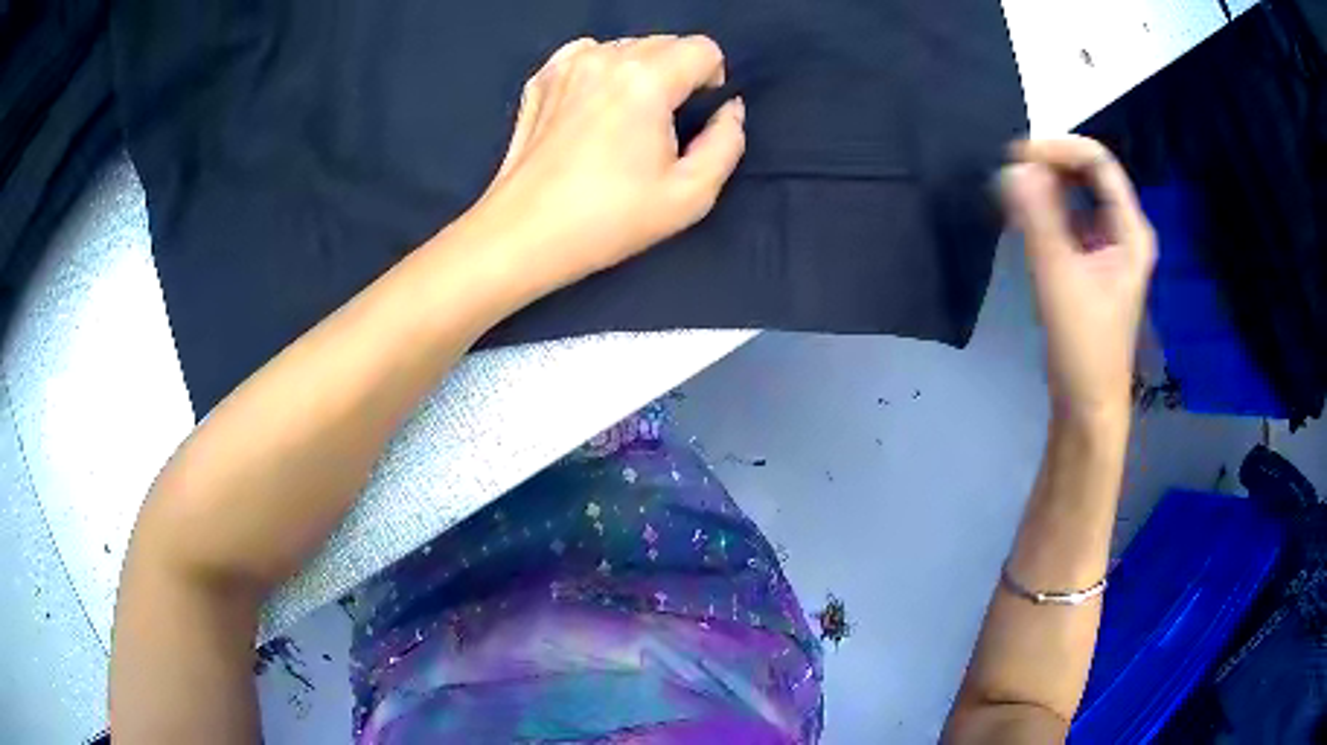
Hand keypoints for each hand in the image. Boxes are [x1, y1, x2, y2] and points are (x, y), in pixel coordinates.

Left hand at [468, 35, 745, 292]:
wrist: (523, 235)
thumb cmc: (608, 219)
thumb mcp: (690, 195)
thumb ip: (727, 143)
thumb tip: (730, 110)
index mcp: (646, 79)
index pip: (703, 48)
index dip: (712, 79)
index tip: (697, 115)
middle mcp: (606, 57)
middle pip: (665, 42)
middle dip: (678, 74)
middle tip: (663, 125)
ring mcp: (567, 64)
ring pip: (626, 47)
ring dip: (640, 72)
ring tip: (626, 118)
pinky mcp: (541, 79)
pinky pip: (587, 55)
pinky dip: (601, 71)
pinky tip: (594, 107)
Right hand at [1001, 136, 1156, 422]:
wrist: (1087, 405)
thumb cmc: (1083, 346)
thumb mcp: (1059, 277)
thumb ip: (1037, 218)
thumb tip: (1013, 167)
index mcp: (1130, 230)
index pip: (1098, 162)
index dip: (1058, 149)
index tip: (1016, 157)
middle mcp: (1124, 231)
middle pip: (1089, 173)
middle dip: (1050, 165)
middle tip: (1010, 174)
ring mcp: (1109, 248)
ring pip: (1078, 196)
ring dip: (1045, 187)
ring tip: (1011, 195)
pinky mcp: (1093, 264)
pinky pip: (1070, 220)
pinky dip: (1046, 212)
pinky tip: (1023, 220)